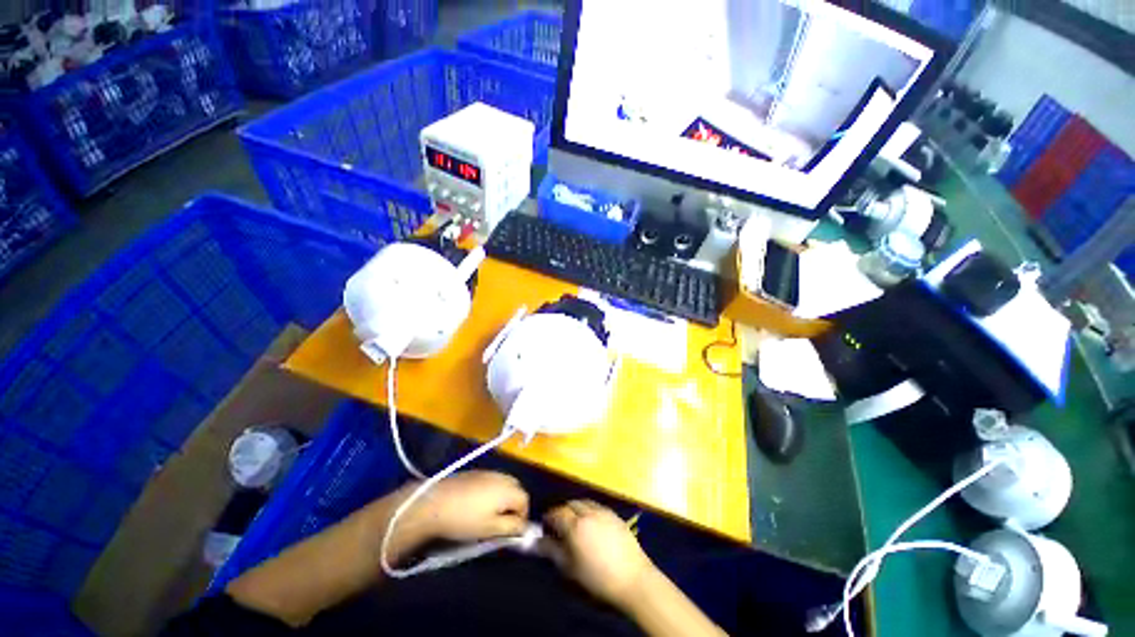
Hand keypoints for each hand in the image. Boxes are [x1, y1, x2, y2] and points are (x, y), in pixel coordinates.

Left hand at [393, 471, 529, 553]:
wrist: (434, 503)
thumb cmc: (464, 519)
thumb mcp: (490, 529)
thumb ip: (511, 527)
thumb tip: (524, 527)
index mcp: (508, 489)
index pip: (525, 500)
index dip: (523, 516)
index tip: (512, 531)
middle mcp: (501, 476)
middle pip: (517, 489)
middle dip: (514, 505)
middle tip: (502, 522)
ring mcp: (488, 472)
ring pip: (505, 484)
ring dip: (503, 498)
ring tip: (490, 514)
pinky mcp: (476, 472)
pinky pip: (492, 481)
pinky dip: (492, 491)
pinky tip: (477, 504)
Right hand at [542, 500, 657, 609]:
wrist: (634, 580)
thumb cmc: (598, 580)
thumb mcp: (570, 569)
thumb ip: (552, 552)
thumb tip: (537, 541)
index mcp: (575, 525)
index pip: (556, 513)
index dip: (548, 518)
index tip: (544, 527)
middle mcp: (589, 512)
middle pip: (571, 504)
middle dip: (562, 511)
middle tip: (559, 525)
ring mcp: (604, 512)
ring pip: (585, 503)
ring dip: (576, 509)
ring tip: (575, 524)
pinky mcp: (616, 516)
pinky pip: (597, 507)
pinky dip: (590, 511)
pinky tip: (592, 526)